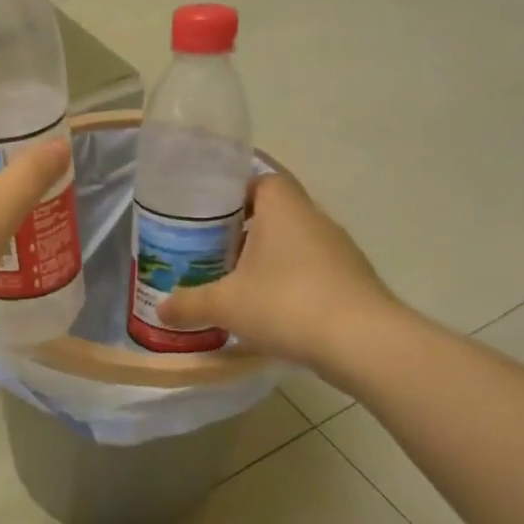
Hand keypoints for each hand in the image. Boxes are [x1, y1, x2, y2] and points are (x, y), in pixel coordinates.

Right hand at [159, 172, 402, 384]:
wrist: (362, 342)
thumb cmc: (286, 304)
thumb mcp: (225, 305)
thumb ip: (190, 304)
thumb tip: (161, 309)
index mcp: (284, 209)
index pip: (262, 181)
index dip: (235, 195)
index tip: (211, 218)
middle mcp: (315, 220)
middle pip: (277, 214)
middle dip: (246, 232)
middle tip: (214, 254)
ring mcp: (340, 251)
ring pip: (295, 244)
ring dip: (270, 260)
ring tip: (239, 285)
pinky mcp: (353, 280)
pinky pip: (313, 271)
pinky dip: (292, 284)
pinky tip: (273, 311)